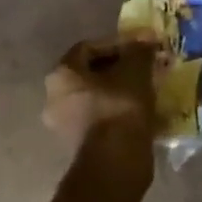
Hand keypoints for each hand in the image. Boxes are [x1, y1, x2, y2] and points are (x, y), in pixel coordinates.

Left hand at [43, 36, 161, 192]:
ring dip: (120, 90)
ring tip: (147, 87)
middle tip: (145, 66)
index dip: (119, 42)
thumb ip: (140, 49)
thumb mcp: (136, 69)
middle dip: (120, 67)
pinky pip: (100, 117)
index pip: (89, 47)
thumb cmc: (120, 106)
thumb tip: (147, 40)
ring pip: (97, 96)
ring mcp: (64, 124)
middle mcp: (54, 98)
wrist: (115, 161)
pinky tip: (141, 109)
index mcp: (61, 74)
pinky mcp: (79, 145)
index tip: (142, 45)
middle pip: (91, 73)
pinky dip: (119, 110)